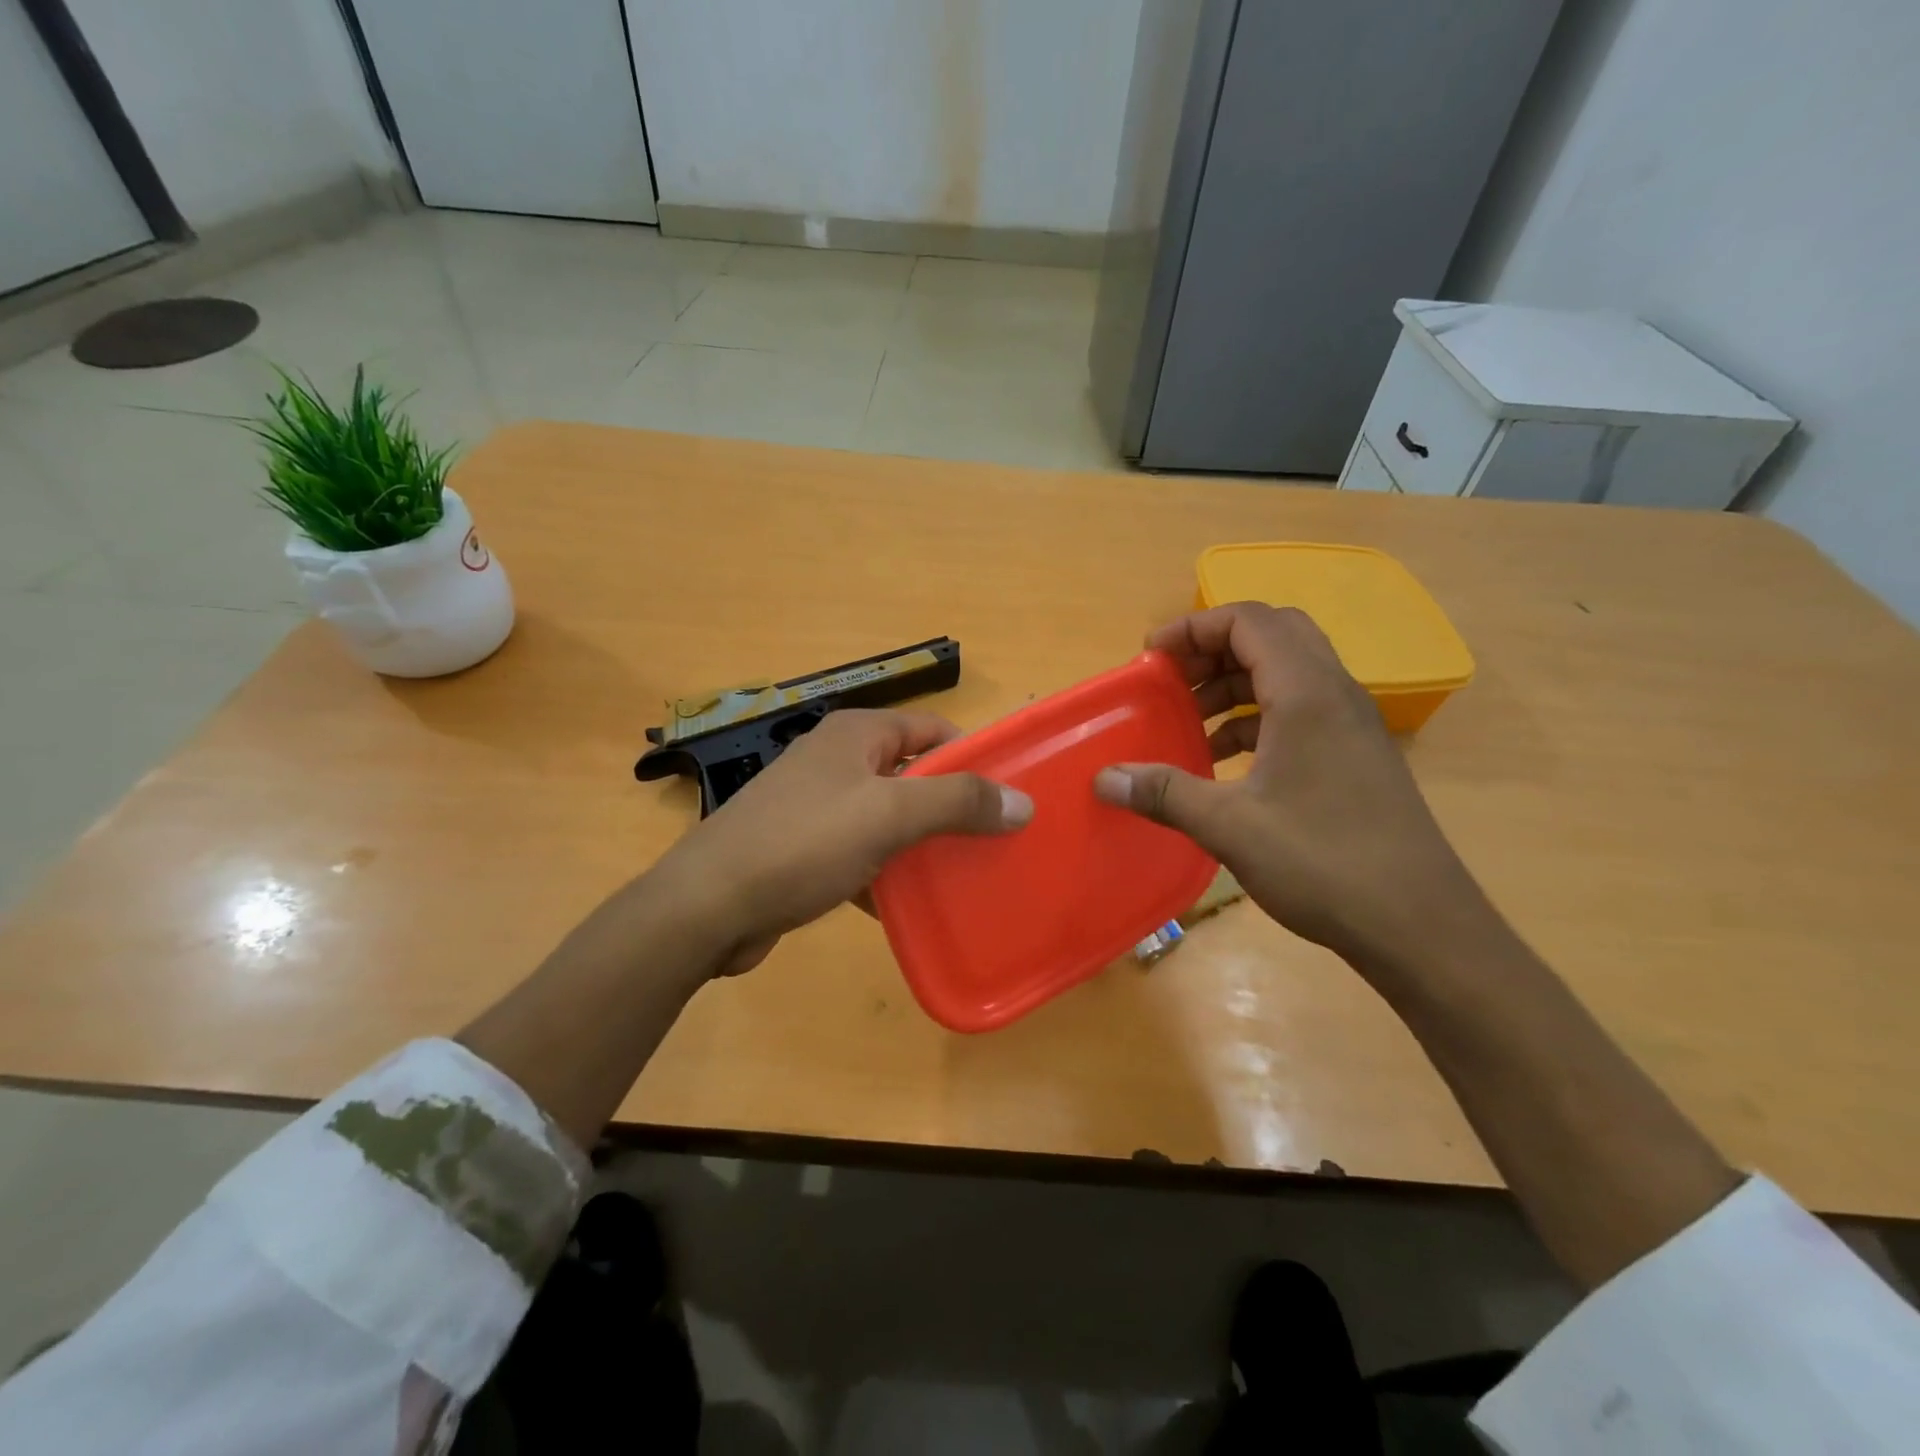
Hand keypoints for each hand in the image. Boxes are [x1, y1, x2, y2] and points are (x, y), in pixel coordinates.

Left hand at [655, 709, 1031, 975]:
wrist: (707, 907)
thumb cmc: (801, 844)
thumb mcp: (887, 815)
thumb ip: (957, 802)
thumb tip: (1022, 802)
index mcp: (856, 735)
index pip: (932, 730)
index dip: (972, 757)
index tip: (1006, 798)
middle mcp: (837, 761)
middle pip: (912, 775)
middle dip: (950, 807)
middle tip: (991, 842)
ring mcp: (817, 806)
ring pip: (887, 818)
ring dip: (920, 843)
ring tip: (962, 875)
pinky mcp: (804, 849)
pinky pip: (860, 852)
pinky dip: (885, 872)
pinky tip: (907, 905)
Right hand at [1093, 602, 1493, 977]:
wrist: (1420, 924)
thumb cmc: (1324, 863)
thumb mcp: (1230, 826)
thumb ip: (1164, 793)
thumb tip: (1104, 778)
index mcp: (1307, 693)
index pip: (1247, 621)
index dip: (1192, 627)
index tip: (1150, 658)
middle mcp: (1335, 694)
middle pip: (1271, 635)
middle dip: (1213, 648)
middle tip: (1172, 681)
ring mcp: (1351, 724)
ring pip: (1287, 672)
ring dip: (1234, 683)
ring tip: (1190, 720)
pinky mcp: (1356, 755)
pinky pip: (1300, 709)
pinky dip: (1257, 716)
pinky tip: (1225, 759)